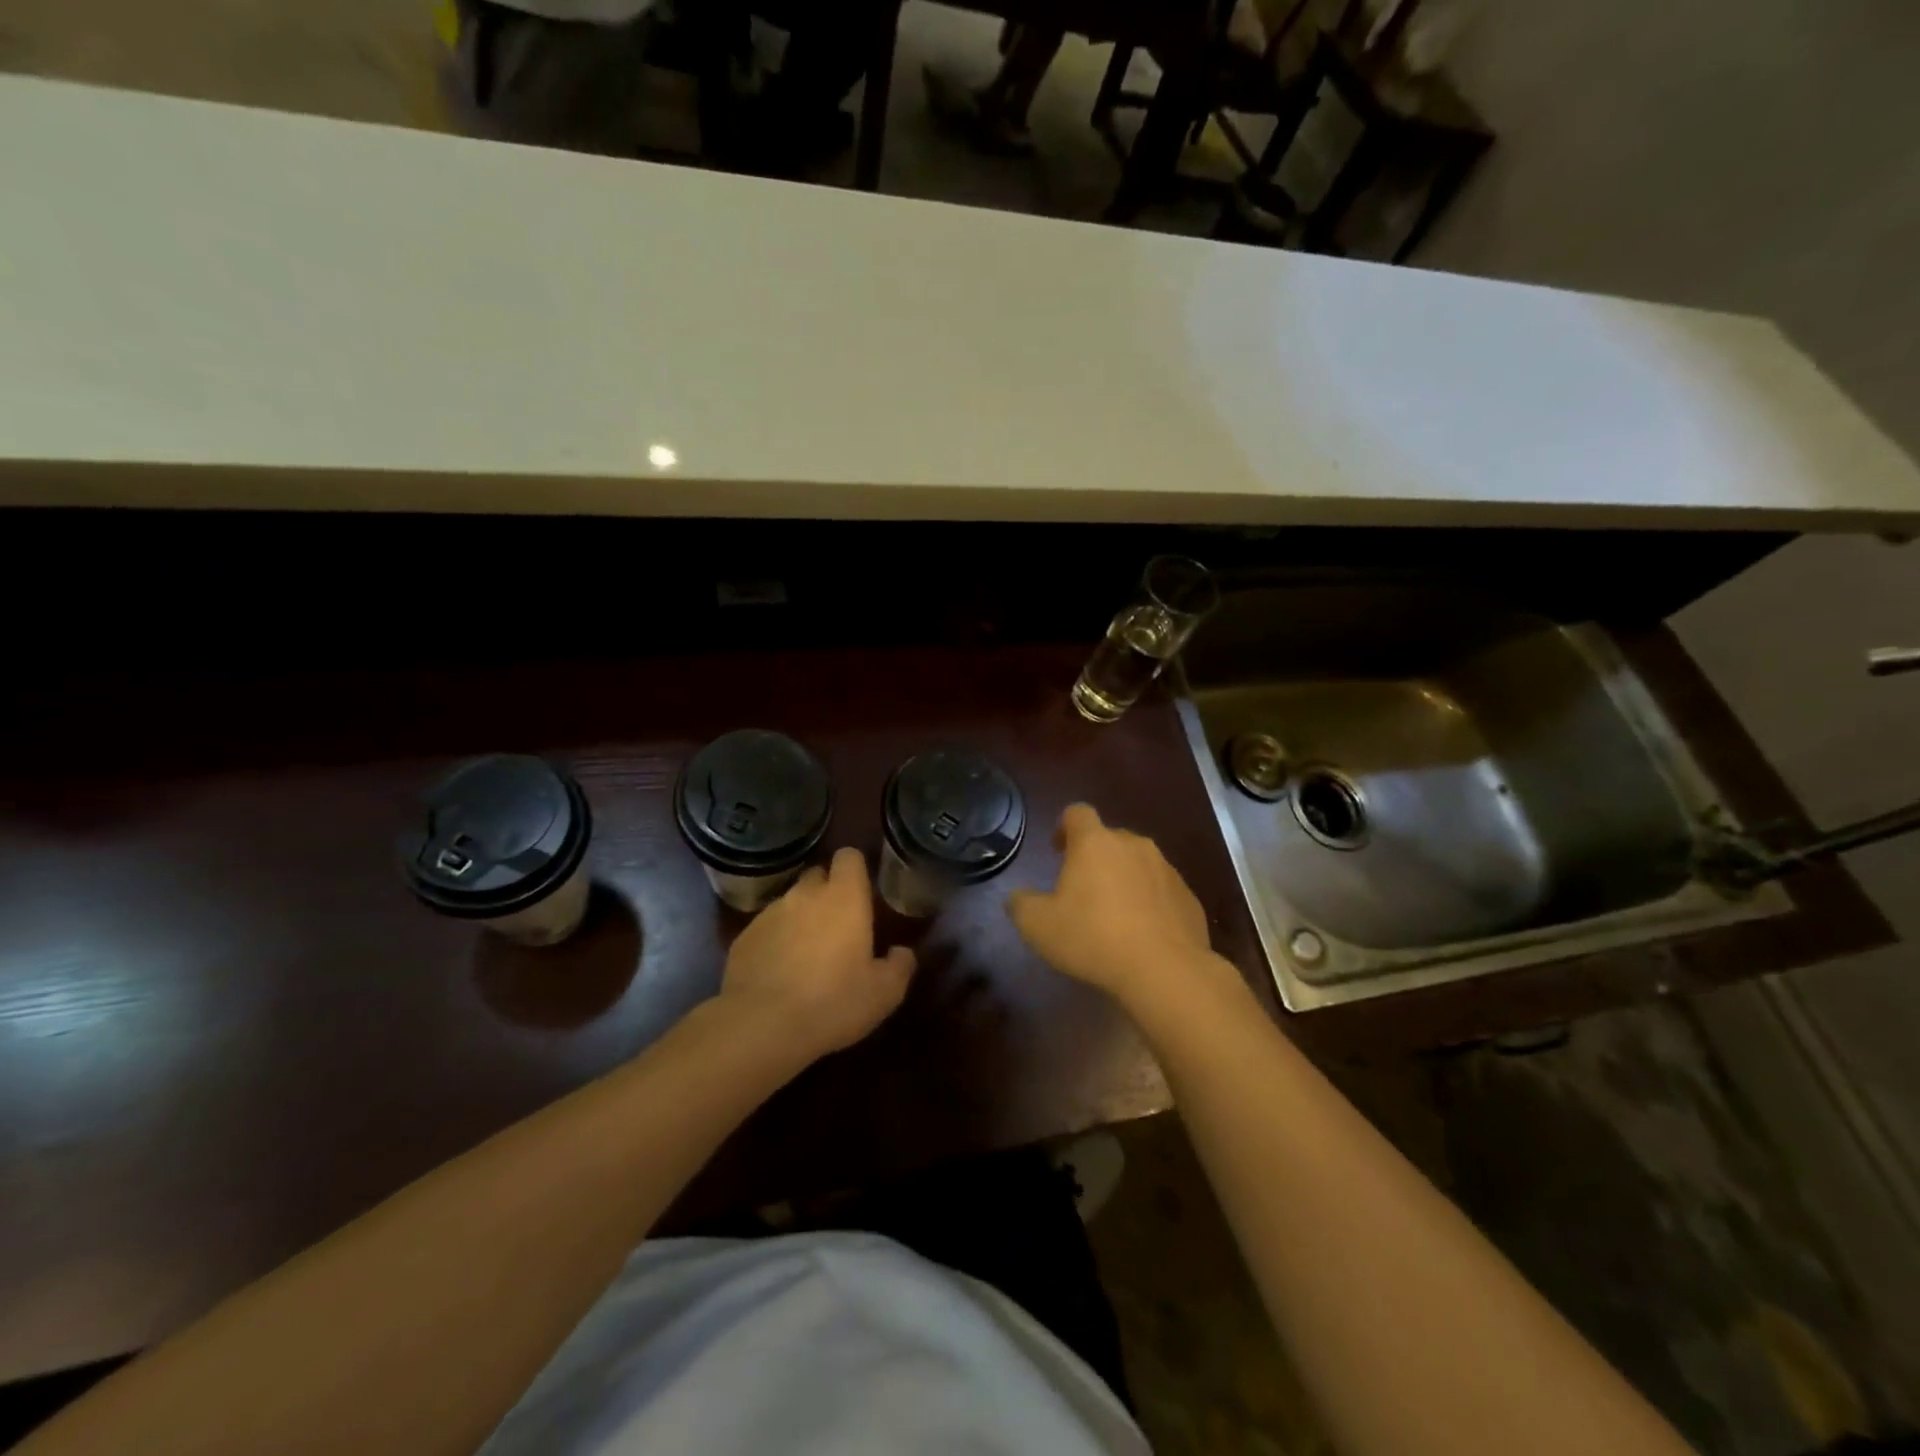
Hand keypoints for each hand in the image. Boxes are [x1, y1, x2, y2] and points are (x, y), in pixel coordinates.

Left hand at [719, 847, 915, 1060]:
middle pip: (817, 875)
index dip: (855, 870)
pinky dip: (774, 942)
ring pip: (790, 903)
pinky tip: (778, 973)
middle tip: (838, 927)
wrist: (761, 1026)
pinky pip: (766, 929)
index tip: (861, 893)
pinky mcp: (743, 937)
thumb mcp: (884, 993)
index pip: (849, 857)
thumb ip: (899, 965)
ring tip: (806, 956)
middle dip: (827, 893)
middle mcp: (805, 894)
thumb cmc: (833, 1002)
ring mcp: (769, 913)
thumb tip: (902, 952)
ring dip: (800, 919)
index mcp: (844, 897)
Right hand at [1008, 804, 1228, 1010]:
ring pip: (1138, 864)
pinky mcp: (1188, 897)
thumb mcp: (1038, 926)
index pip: (1077, 813)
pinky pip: (1161, 891)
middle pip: (1110, 839)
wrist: (1164, 970)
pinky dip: (1149, 903)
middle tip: (1082, 890)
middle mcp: (1134, 845)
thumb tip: (1018, 897)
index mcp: (1095, 843)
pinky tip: (1142, 935)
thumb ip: (1021, 904)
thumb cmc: (1092, 938)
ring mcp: (1166, 870)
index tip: (1058, 850)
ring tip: (1113, 916)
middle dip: (1095, 858)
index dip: (1064, 826)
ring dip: (1124, 880)